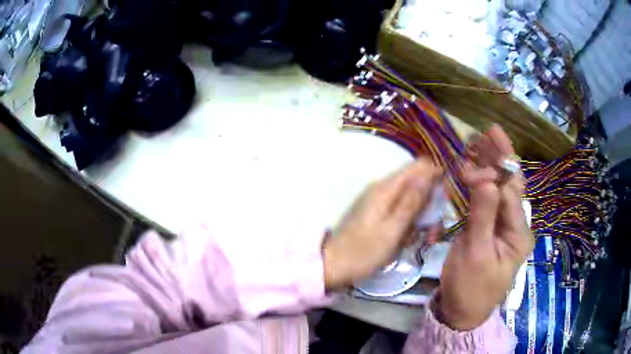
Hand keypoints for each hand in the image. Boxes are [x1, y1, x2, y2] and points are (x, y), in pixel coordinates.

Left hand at [323, 159, 442, 289]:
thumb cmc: (364, 252)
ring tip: (420, 240)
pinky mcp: (378, 213)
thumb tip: (430, 173)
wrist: (334, 266)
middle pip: (417, 183)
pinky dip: (409, 224)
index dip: (437, 176)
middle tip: (433, 231)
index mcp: (387, 188)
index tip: (446, 199)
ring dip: (421, 218)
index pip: (419, 166)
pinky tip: (407, 240)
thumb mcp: (393, 230)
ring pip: (412, 199)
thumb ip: (412, 201)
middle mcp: (383, 188)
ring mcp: (380, 201)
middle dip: (431, 204)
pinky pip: (402, 211)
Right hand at [436, 125, 533, 330]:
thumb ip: (483, 216)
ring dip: (490, 167)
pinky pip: (489, 202)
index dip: (493, 173)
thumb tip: (488, 179)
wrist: (461, 312)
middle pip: (511, 185)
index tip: (474, 157)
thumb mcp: (476, 254)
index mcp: (519, 233)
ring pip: (500, 190)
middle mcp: (516, 226)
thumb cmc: (470, 287)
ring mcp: (504, 228)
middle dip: (500, 158)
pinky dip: (481, 184)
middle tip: (487, 132)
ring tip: (479, 144)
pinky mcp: (492, 230)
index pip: (510, 192)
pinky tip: (473, 170)